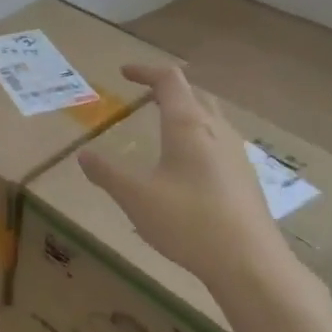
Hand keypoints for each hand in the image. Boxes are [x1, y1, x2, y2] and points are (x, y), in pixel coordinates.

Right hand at [78, 65, 314, 298]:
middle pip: (194, 94)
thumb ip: (107, 174)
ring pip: (211, 117)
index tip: (124, 72)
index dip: (146, 71)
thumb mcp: (136, 197)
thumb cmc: (188, 221)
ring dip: (187, 112)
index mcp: (188, 124)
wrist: (248, 261)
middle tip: (146, 96)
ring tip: (166, 127)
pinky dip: (199, 137)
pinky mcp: (245, 177)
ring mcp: (236, 153)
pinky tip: (189, 166)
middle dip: (168, 89)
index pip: (169, 80)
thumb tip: (83, 155)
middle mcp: (216, 130)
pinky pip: (220, 142)